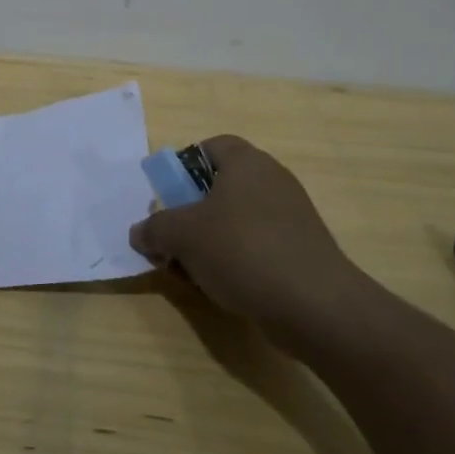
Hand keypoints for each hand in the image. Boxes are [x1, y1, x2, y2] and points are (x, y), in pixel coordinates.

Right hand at [129, 136, 366, 341]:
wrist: (315, 306)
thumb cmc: (242, 250)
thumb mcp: (182, 235)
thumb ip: (154, 229)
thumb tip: (139, 233)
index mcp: (246, 162)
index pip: (210, 147)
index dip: (183, 168)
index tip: (167, 198)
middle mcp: (272, 180)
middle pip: (219, 187)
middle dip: (190, 214)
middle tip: (172, 240)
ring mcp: (291, 216)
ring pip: (235, 220)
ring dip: (208, 243)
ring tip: (191, 272)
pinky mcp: (301, 250)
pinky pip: (257, 246)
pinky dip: (236, 261)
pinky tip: (222, 288)